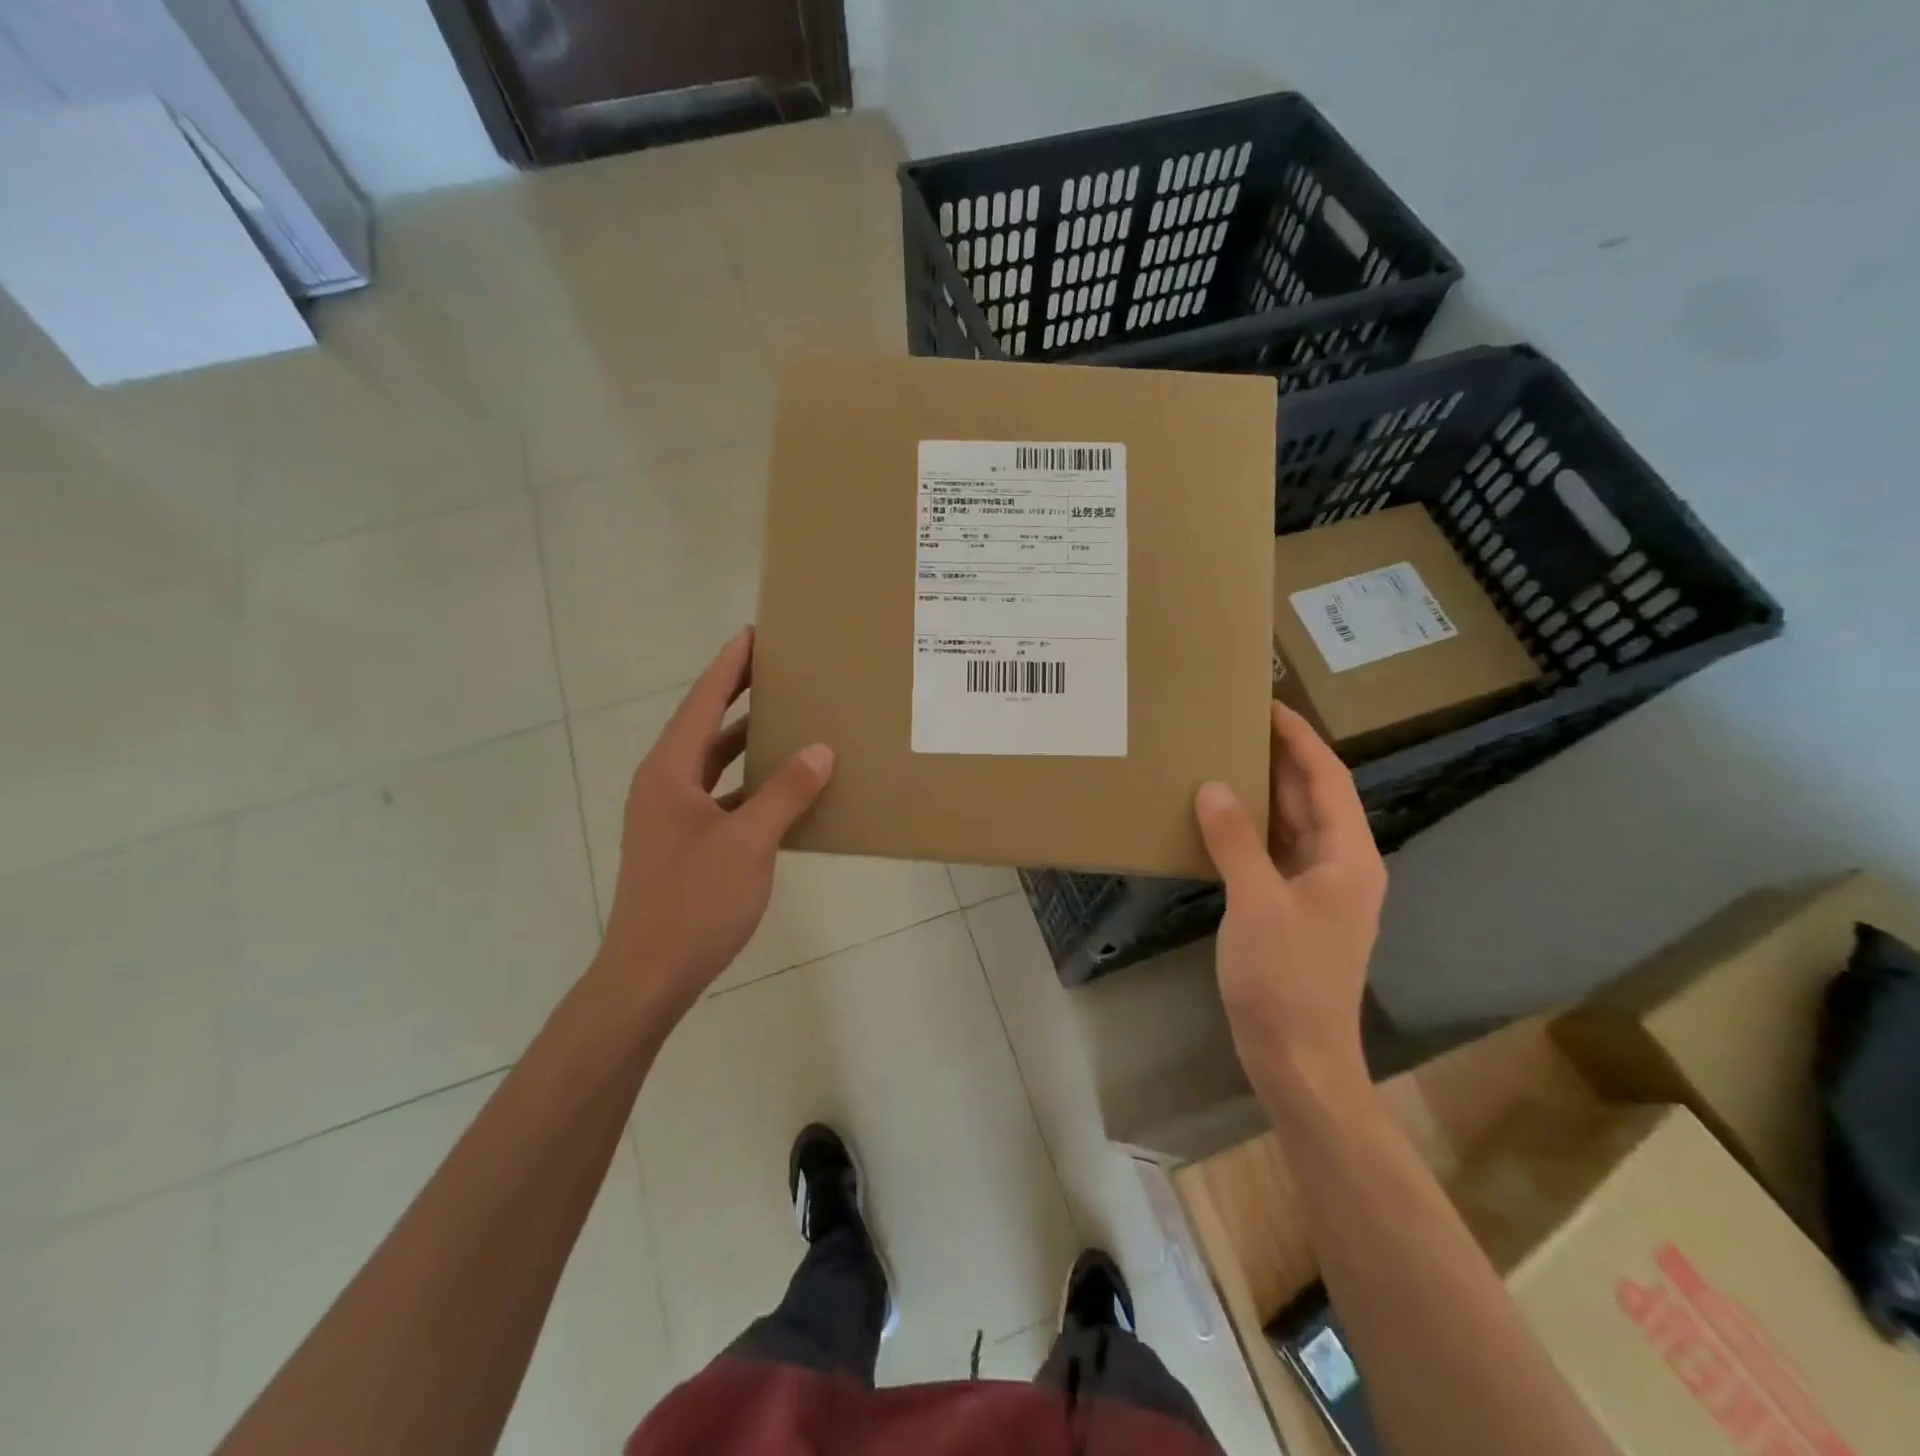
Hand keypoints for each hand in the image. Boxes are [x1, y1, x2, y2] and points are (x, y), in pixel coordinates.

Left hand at [595, 628, 833, 1021]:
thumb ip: (785, 793)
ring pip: (714, 766)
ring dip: (746, 744)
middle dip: (739, 697)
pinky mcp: (683, 846)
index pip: (702, 703)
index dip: (728, 667)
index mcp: (669, 773)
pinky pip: (721, 799)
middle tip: (779, 672)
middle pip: (705, 728)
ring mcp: (670, 818)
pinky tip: (784, 792)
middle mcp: (664, 786)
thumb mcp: (748, 843)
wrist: (648, 976)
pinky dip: (750, 787)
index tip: (753, 635)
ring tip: (789, 722)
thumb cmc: (694, 902)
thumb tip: (819, 749)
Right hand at [1193, 702, 1386, 1086]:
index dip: (1300, 738)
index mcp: (1349, 857)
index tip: (1267, 704)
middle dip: (1278, 758)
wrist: (1297, 1058)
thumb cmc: (1285, 979)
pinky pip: (1272, 852)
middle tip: (1233, 724)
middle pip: (1312, 797)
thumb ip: (1235, 840)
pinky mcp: (1292, 909)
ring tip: (1220, 758)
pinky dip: (1248, 830)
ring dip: (1262, 792)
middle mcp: (1341, 865)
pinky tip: (1216, 819)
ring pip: (1291, 825)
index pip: (1328, 778)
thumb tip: (1212, 786)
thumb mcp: (1256, 904)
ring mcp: (1318, 889)